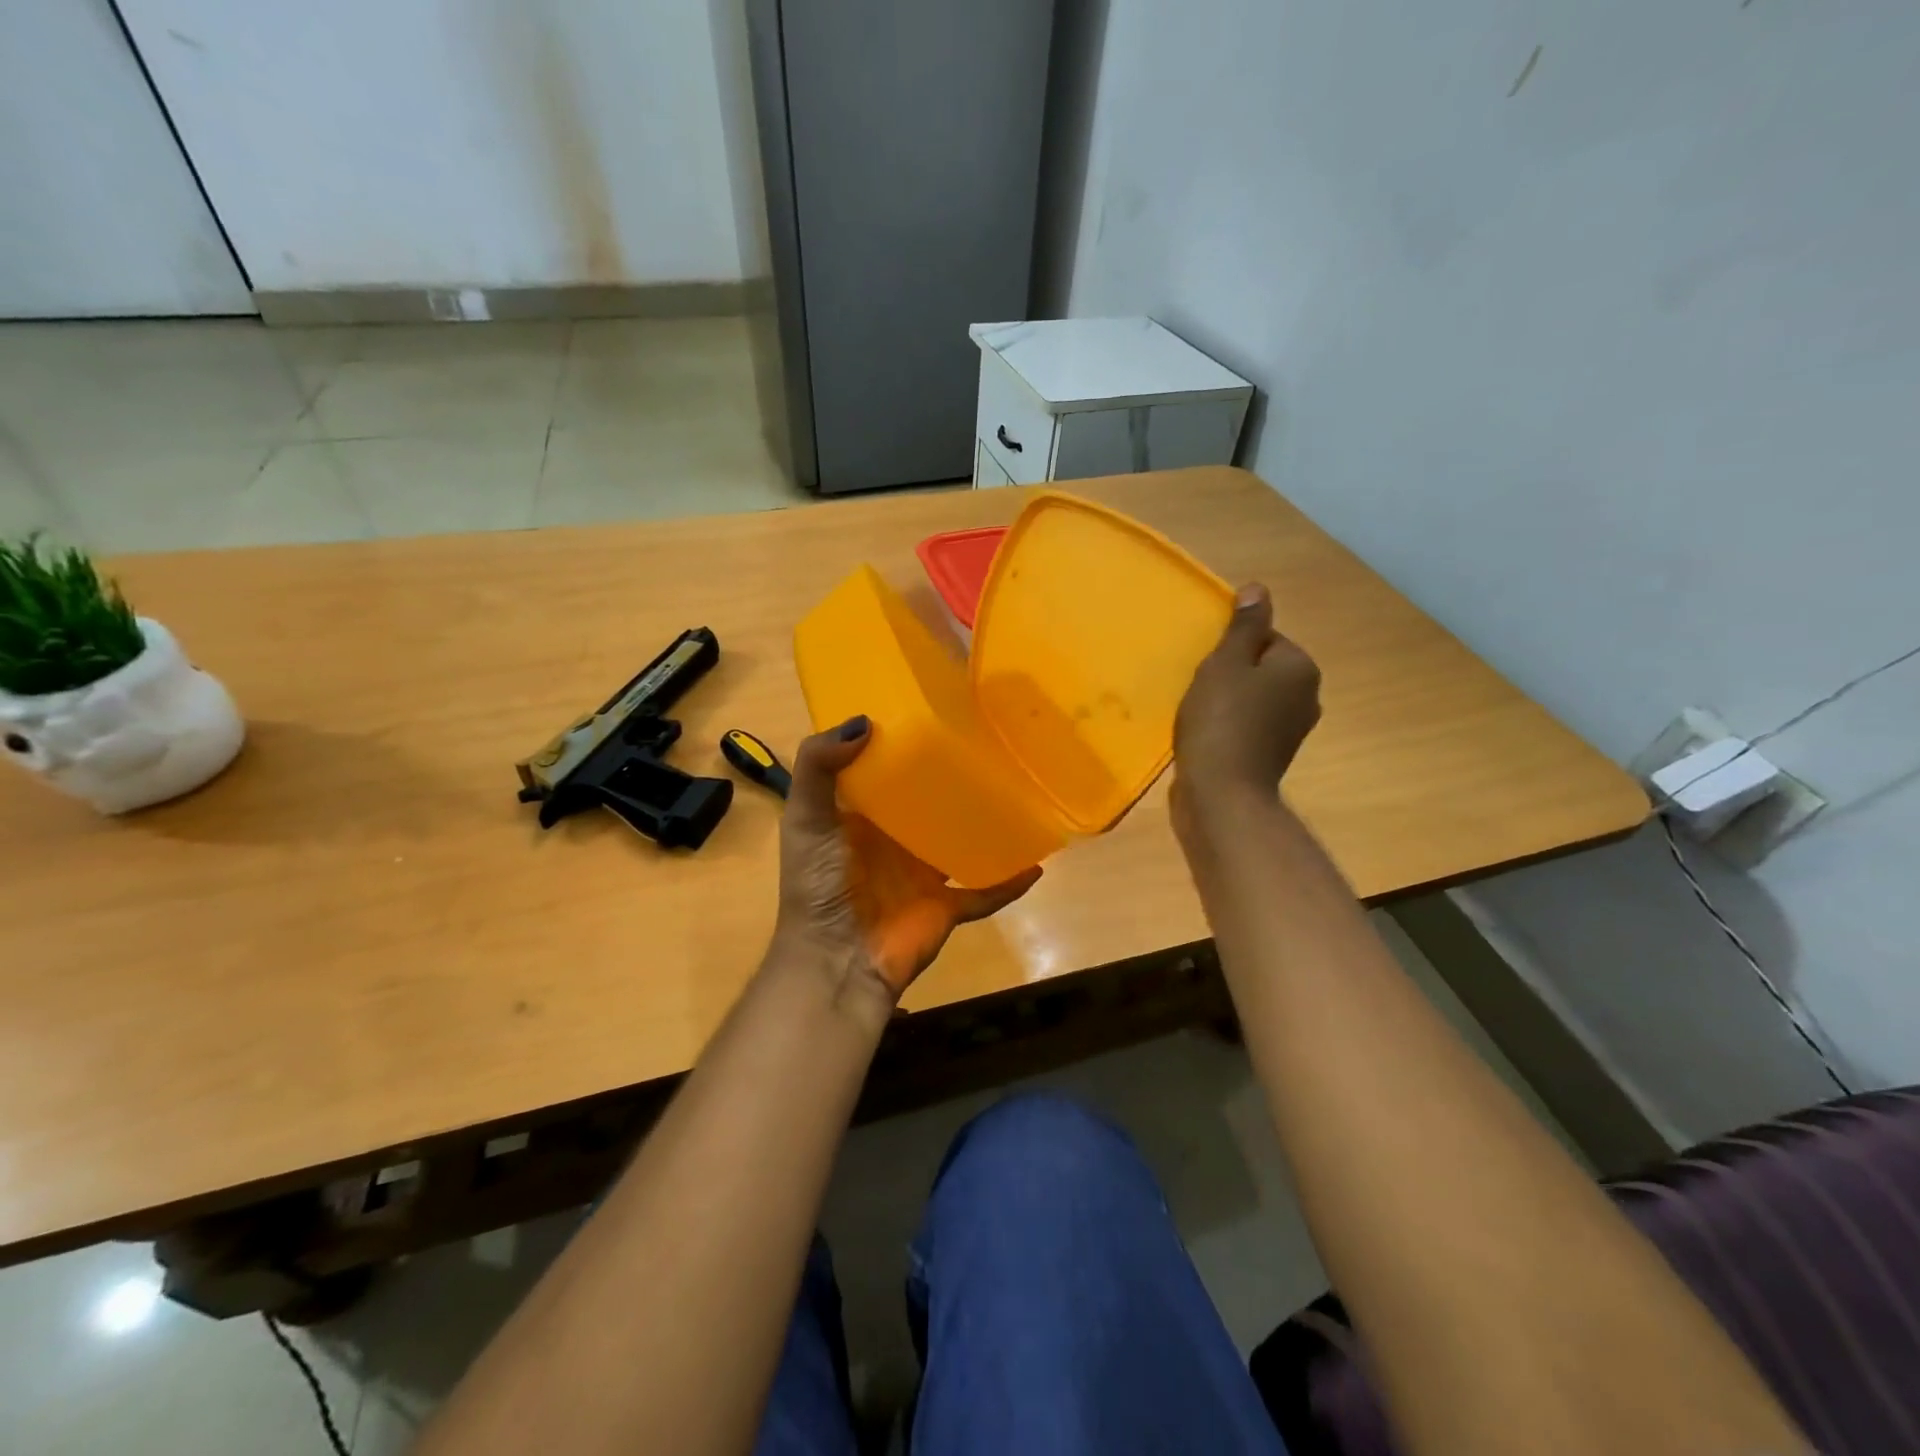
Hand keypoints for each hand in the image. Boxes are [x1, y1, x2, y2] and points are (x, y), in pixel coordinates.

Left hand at [774, 716, 1041, 1009]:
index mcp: (861, 816)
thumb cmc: (817, 885)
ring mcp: (923, 873)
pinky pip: (986, 891)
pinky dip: (1010, 881)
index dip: (902, 742)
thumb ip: (818, 766)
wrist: (836, 961)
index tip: (931, 707)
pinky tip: (1038, 862)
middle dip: (953, 777)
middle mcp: (894, 840)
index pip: (884, 770)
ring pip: (963, 840)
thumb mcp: (805, 818)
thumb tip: (866, 722)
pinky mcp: (947, 905)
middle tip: (989, 741)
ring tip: (1020, 790)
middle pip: (930, 802)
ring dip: (986, 823)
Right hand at [1173, 583, 1320, 820]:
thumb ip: (1243, 626)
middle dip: (1229, 674)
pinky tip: (1204, 735)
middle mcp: (1306, 696)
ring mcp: (1291, 730)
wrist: (1221, 794)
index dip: (1230, 648)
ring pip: (1253, 698)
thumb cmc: (1221, 720)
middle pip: (1260, 668)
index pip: (1264, 638)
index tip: (1207, 666)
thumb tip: (1258, 589)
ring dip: (1226, 701)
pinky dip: (1228, 726)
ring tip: (1197, 713)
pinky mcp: (1271, 756)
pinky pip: (1247, 726)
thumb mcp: (1226, 663)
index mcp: (1300, 668)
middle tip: (1199, 688)